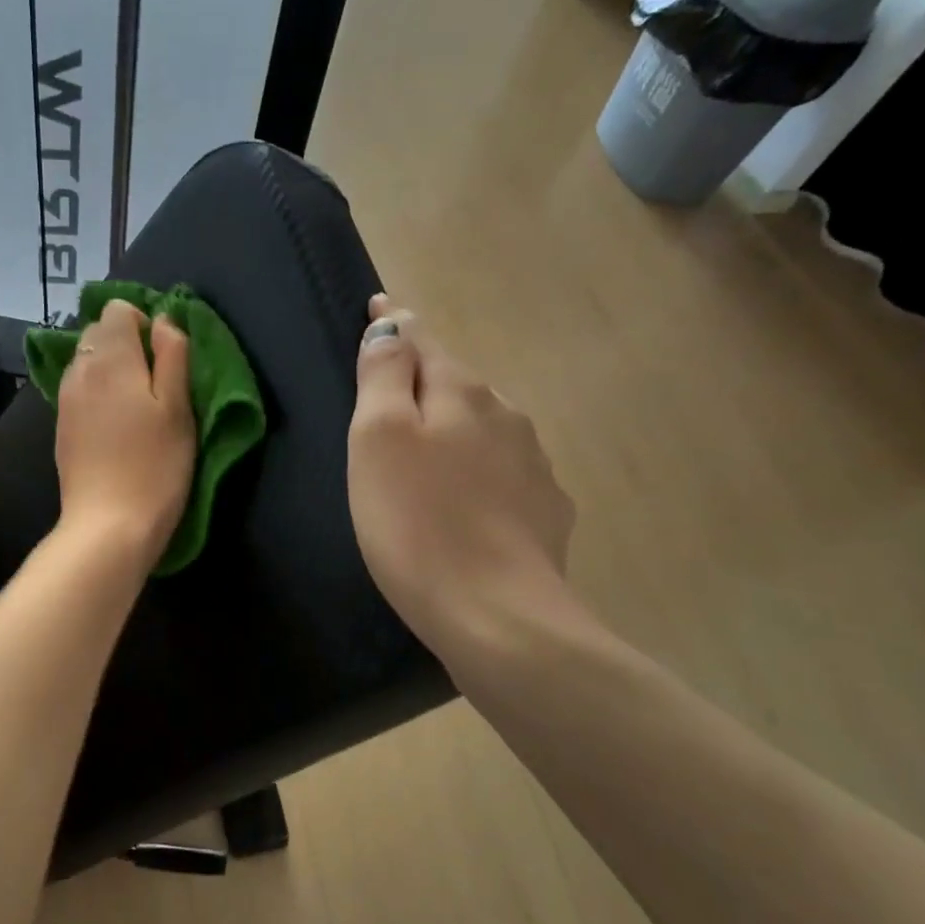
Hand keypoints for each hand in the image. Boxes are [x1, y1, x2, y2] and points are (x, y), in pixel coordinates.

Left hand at [54, 299, 196, 570]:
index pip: (118, 309)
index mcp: (111, 357)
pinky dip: (97, 392)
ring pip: (87, 361)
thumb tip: (164, 320)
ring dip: (111, 369)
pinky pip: (79, 389)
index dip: (145, 323)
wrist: (108, 525)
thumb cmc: (155, 466)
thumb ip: (173, 355)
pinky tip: (116, 425)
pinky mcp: (61, 425)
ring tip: (137, 405)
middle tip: (156, 382)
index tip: (165, 357)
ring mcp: (65, 398)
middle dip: (127, 343)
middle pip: (99, 332)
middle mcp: (80, 369)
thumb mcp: (179, 408)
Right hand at [347, 294, 587, 679]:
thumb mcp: (379, 439)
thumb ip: (384, 375)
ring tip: (428, 453)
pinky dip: (481, 472)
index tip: (378, 307)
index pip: (422, 340)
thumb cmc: (416, 523)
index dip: (395, 325)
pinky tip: (469, 501)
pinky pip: (505, 474)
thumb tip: (394, 325)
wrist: (496, 616)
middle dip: (425, 379)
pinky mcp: (546, 512)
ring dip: (456, 427)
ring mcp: (534, 465)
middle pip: (456, 383)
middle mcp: (506, 416)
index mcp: (462, 393)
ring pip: (485, 428)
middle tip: (392, 395)